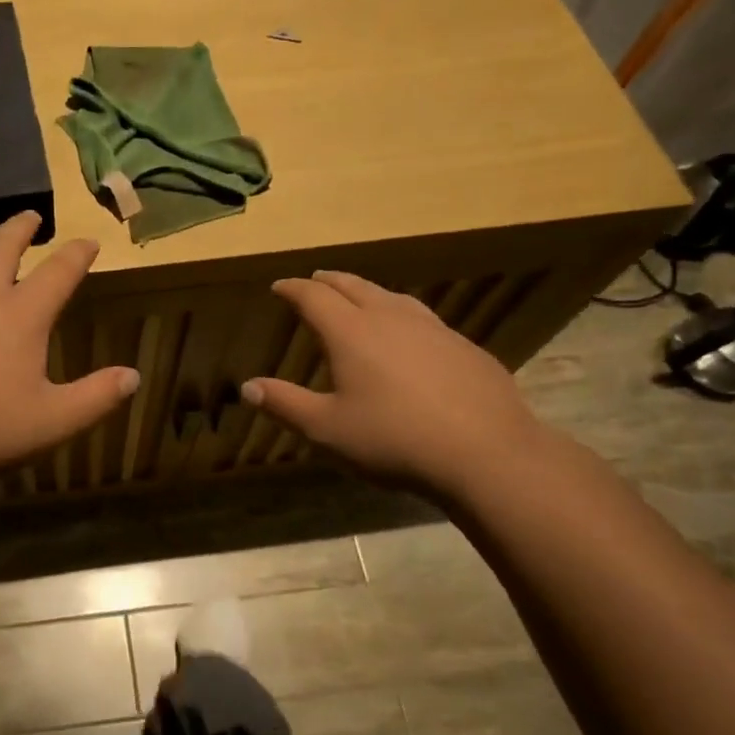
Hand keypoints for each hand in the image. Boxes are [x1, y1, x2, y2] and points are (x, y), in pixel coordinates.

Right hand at [242, 270, 553, 502]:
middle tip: (314, 281)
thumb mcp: (327, 429)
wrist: (486, 453)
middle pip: (353, 287)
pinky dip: (401, 314)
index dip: (293, 289)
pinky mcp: (463, 346)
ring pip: (391, 297)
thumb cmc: (394, 439)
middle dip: (328, 282)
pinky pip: (422, 318)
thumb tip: (248, 387)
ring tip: (358, 297)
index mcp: (351, 332)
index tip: (279, 286)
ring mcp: (432, 329)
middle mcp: (390, 318)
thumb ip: (285, 404)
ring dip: (367, 292)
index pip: (314, 297)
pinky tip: (408, 335)